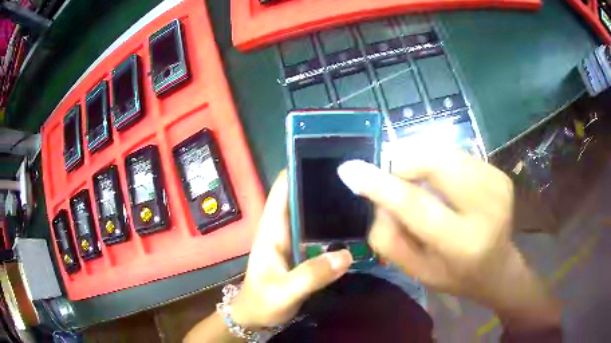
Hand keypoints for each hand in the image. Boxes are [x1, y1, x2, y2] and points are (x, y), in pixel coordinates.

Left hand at [230, 171, 352, 328]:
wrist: (255, 319)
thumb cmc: (260, 303)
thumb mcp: (283, 292)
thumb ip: (311, 275)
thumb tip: (345, 254)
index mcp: (271, 230)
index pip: (282, 189)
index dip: (299, 169)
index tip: (328, 157)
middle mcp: (283, 229)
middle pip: (302, 198)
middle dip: (324, 186)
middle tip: (358, 178)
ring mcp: (294, 241)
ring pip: (314, 216)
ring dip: (332, 207)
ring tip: (363, 197)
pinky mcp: (304, 254)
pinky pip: (321, 235)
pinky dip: (336, 230)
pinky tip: (357, 228)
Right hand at [337, 149, 559, 329]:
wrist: (497, 267)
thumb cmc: (454, 275)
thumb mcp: (415, 270)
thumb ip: (388, 237)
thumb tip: (376, 197)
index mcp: (462, 243)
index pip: (416, 205)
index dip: (380, 184)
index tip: (349, 169)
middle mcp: (486, 208)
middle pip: (436, 164)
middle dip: (404, 162)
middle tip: (390, 174)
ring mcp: (498, 185)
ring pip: (446, 153)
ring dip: (422, 162)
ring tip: (419, 182)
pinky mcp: (500, 173)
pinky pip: (459, 155)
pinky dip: (441, 163)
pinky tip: (443, 183)